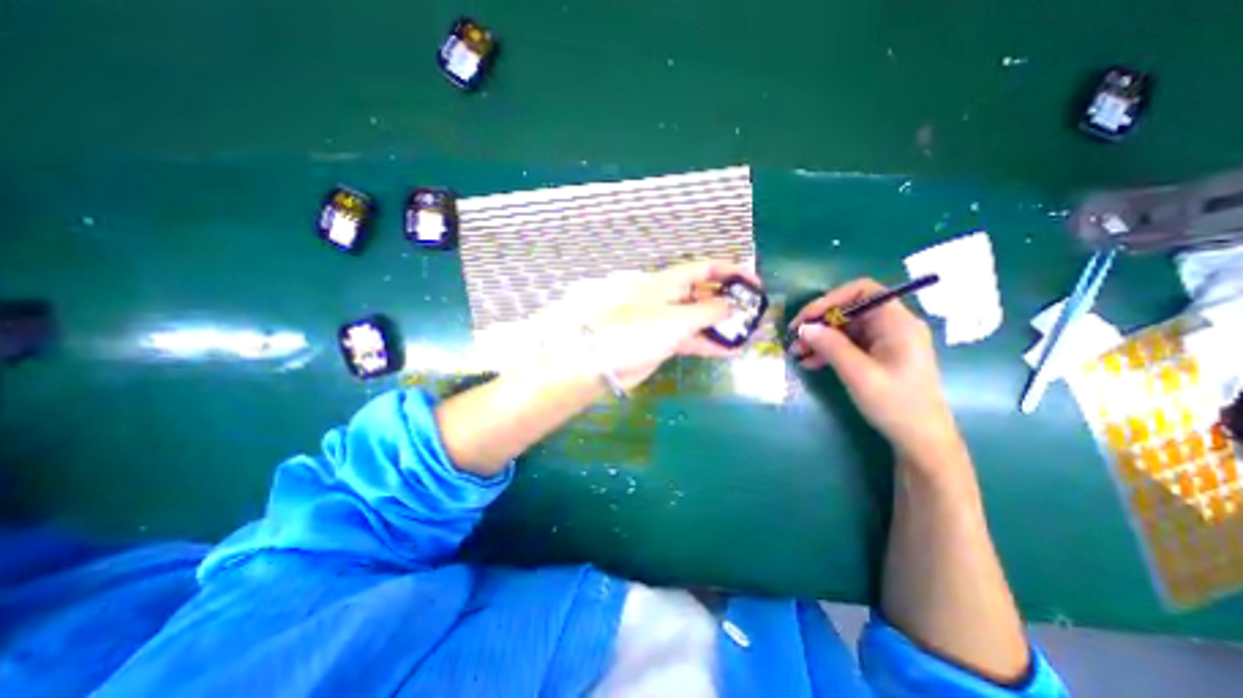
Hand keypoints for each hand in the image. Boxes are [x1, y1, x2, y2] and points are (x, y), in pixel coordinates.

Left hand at [563, 262, 756, 392]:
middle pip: (707, 293)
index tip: (755, 283)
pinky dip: (711, 344)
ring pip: (703, 318)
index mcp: (672, 281)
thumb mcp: (679, 318)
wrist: (607, 361)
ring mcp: (670, 320)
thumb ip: (709, 311)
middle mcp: (673, 297)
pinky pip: (694, 339)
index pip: (707, 268)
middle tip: (755, 312)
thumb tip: (733, 305)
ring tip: (750, 333)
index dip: (732, 271)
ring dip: (724, 326)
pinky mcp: (667, 341)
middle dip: (731, 301)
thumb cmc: (641, 331)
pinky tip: (732, 351)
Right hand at [789, 277, 954, 456]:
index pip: (862, 291)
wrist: (920, 440)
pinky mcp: (878, 355)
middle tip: (794, 339)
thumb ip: (831, 346)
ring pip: (845, 328)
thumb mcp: (859, 374)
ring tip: (797, 354)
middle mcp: (892, 326)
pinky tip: (810, 363)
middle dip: (819, 322)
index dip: (831, 299)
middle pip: (850, 309)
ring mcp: (885, 341)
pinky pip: (848, 344)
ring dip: (819, 338)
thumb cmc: (896, 405)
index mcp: (897, 323)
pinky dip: (828, 350)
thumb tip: (804, 328)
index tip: (806, 318)